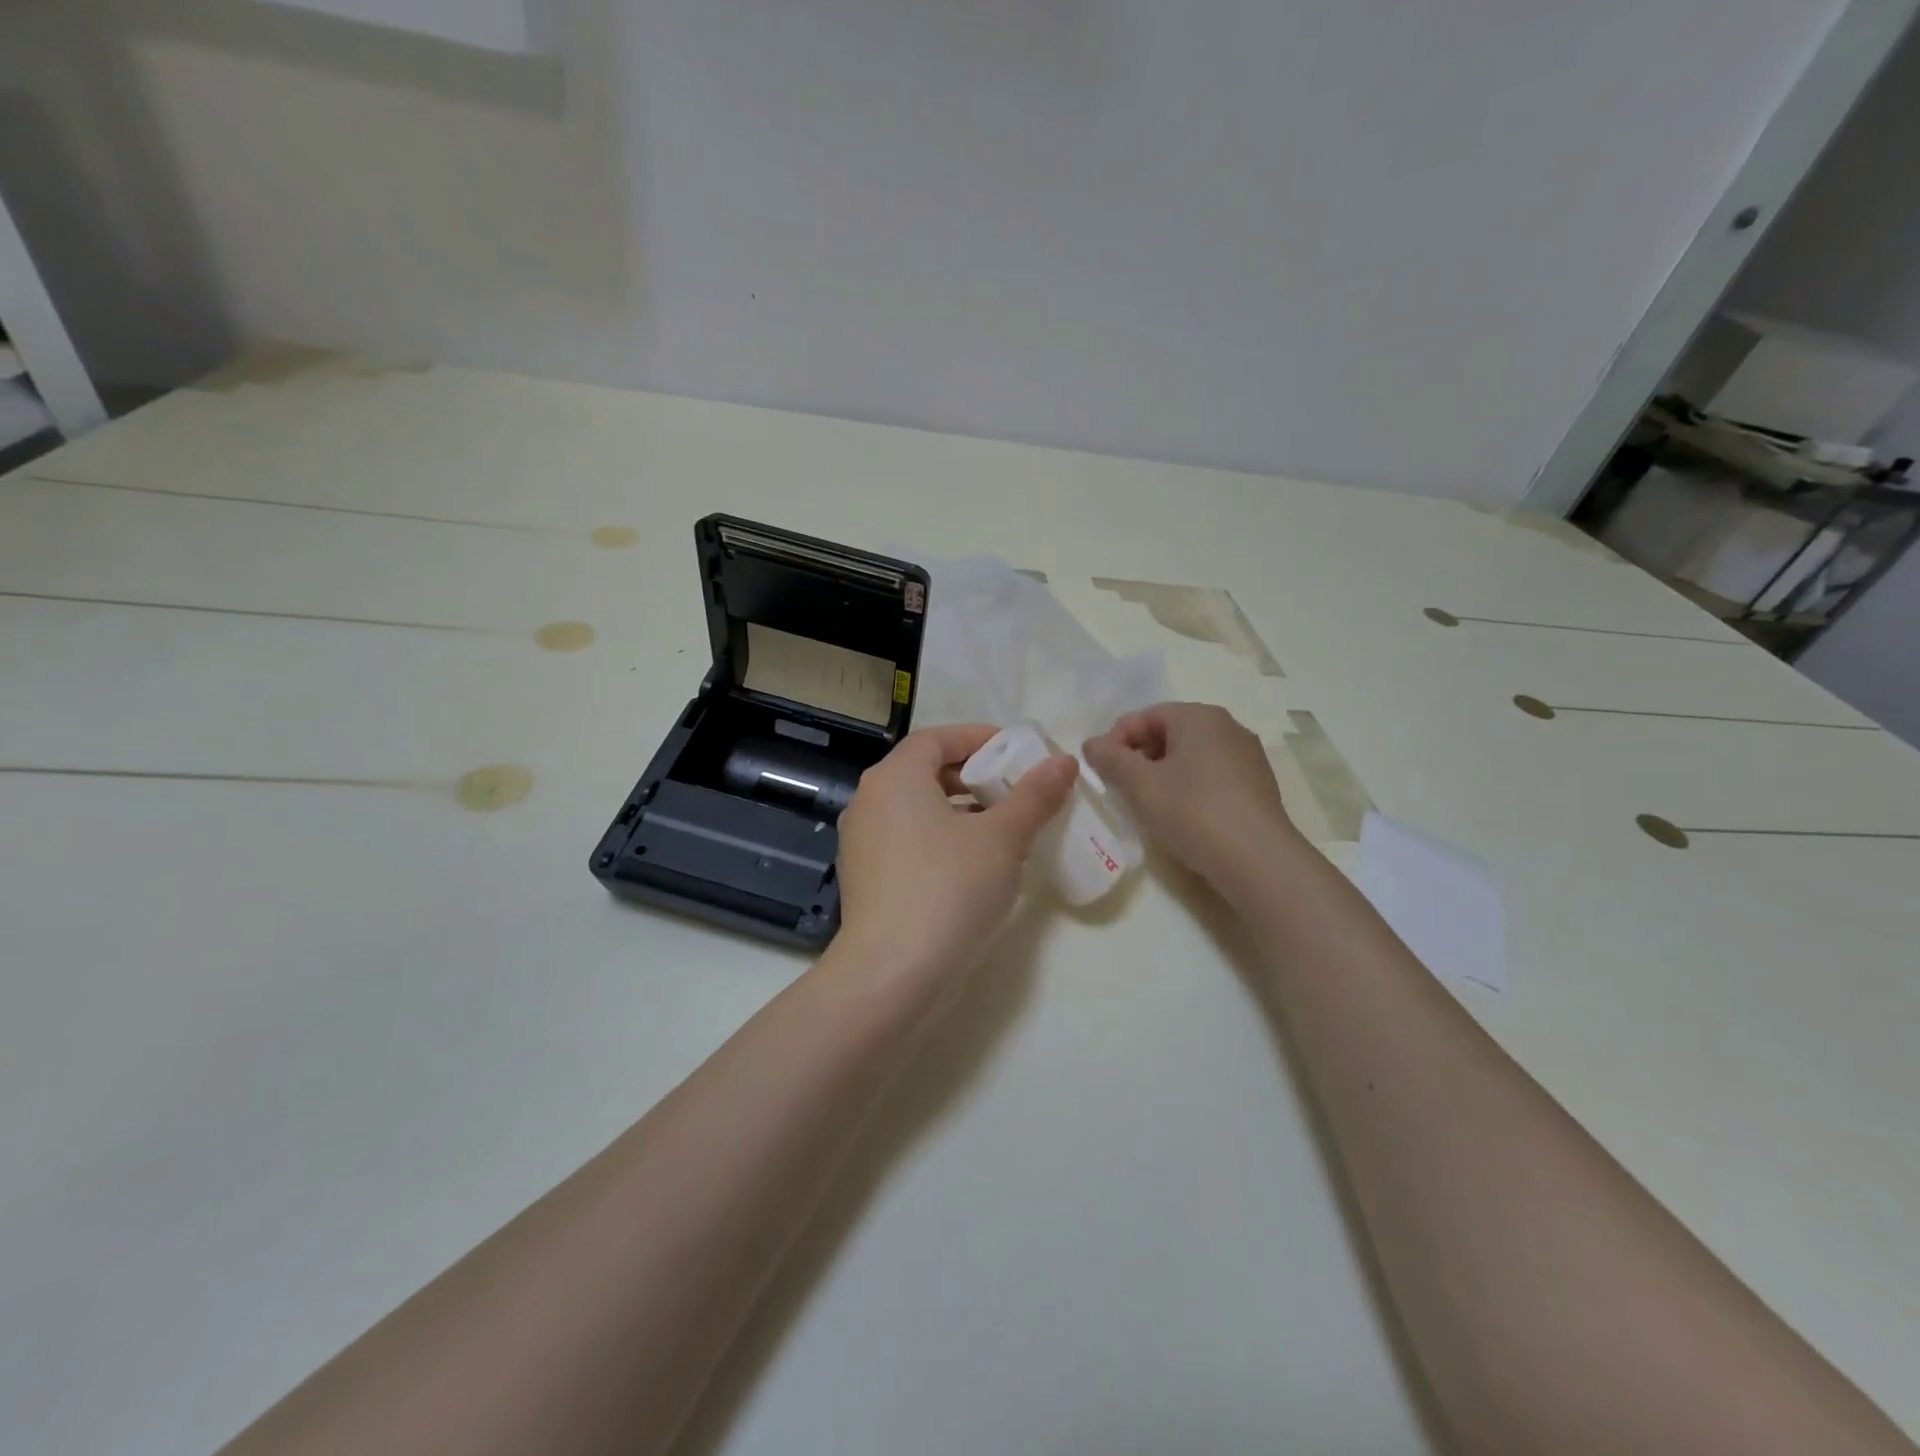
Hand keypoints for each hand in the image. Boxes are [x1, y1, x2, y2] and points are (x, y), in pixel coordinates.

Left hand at [836, 725, 1076, 984]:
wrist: (891, 974)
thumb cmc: (948, 889)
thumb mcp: (1002, 838)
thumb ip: (1034, 796)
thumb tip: (1063, 762)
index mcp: (894, 777)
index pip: (937, 738)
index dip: (978, 739)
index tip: (1016, 752)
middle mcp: (869, 801)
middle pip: (925, 772)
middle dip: (972, 777)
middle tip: (1014, 791)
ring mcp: (862, 843)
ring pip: (917, 810)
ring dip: (959, 812)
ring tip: (1003, 830)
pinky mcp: (865, 880)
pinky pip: (907, 842)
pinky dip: (940, 840)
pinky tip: (974, 866)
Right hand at [1083, 702, 1302, 894]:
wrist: (1257, 859)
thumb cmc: (1192, 811)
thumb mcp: (1141, 784)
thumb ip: (1111, 759)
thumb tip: (1092, 744)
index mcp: (1199, 716)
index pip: (1145, 716)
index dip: (1115, 739)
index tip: (1099, 769)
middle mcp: (1228, 727)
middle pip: (1170, 733)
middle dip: (1139, 756)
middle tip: (1119, 786)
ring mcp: (1247, 756)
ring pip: (1191, 755)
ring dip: (1162, 773)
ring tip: (1146, 803)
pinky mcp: (1258, 785)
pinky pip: (1212, 775)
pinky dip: (1188, 787)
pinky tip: (1179, 815)